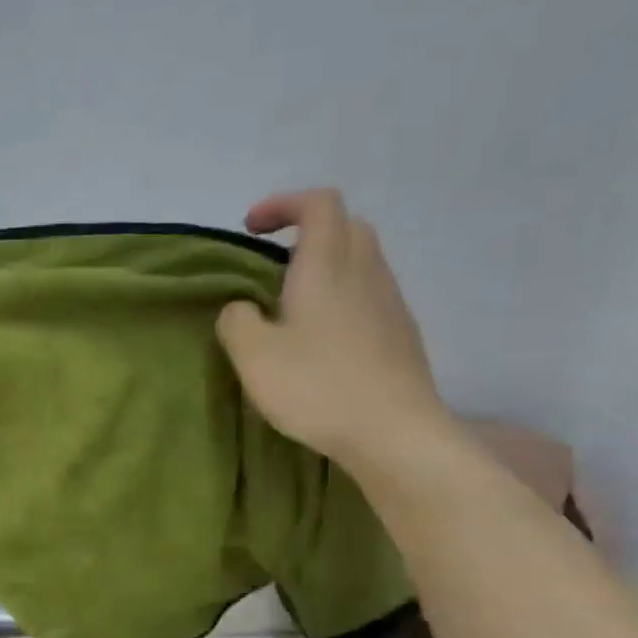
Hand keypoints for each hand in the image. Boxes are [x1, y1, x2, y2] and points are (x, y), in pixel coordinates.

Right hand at [217, 188, 451, 470]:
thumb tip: (242, 308)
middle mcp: (364, 273)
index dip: (283, 204)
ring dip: (326, 263)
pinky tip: (323, 336)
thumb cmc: (317, 387)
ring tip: (293, 302)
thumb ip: (236, 320)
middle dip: (306, 230)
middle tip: (271, 262)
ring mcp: (390, 302)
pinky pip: (370, 291)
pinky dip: (343, 293)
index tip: (251, 230)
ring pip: (362, 258)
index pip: (318, 204)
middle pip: (346, 224)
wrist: (395, 433)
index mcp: (326, 268)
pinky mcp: (401, 332)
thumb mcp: (253, 355)